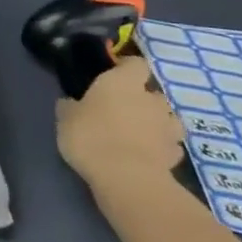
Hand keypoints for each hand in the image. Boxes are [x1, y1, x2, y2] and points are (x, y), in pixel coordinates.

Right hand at [55, 56, 183, 189]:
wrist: (126, 178)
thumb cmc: (91, 136)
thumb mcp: (66, 118)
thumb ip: (71, 106)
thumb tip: (70, 103)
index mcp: (123, 82)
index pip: (136, 63)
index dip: (127, 68)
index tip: (114, 75)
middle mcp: (150, 99)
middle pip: (153, 93)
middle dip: (143, 100)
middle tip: (124, 110)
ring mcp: (167, 128)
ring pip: (168, 119)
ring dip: (157, 123)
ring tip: (140, 134)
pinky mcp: (175, 155)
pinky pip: (170, 145)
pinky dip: (162, 148)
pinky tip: (148, 155)